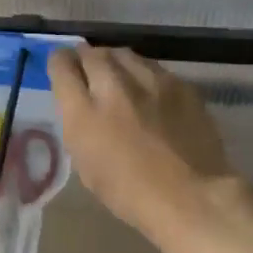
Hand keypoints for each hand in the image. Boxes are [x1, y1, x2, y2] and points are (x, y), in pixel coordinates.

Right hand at [49, 45, 247, 252]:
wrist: (193, 198)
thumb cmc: (131, 195)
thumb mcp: (87, 165)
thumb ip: (79, 126)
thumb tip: (81, 104)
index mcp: (84, 113)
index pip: (62, 65)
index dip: (59, 64)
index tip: (63, 71)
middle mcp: (114, 86)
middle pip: (92, 53)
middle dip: (85, 60)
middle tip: (89, 73)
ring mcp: (151, 80)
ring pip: (123, 54)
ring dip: (114, 63)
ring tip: (118, 78)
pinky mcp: (180, 83)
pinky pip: (153, 68)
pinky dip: (144, 75)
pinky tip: (149, 93)